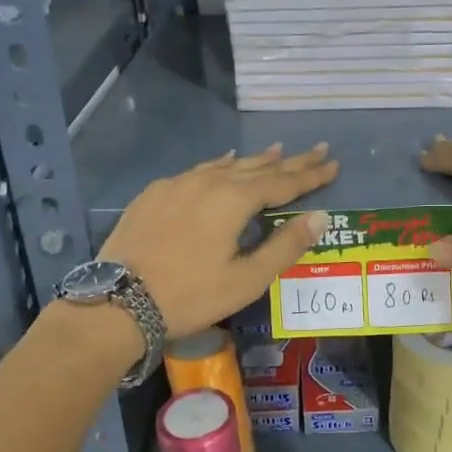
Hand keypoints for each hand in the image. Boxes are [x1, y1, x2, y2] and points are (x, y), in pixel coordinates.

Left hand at [99, 143, 339, 334]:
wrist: (118, 302)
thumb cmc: (190, 296)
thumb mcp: (246, 280)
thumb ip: (285, 246)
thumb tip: (320, 216)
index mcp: (233, 201)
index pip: (282, 182)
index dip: (310, 175)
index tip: (333, 164)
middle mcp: (207, 182)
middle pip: (256, 167)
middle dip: (289, 161)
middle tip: (316, 149)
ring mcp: (177, 185)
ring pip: (224, 166)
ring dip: (253, 161)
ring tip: (275, 151)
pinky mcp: (153, 194)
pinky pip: (196, 171)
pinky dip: (218, 166)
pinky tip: (221, 165)